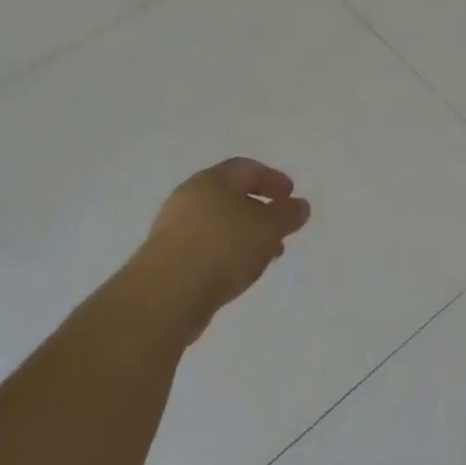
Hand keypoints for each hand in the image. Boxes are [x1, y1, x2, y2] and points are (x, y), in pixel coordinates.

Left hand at [135, 158, 310, 337]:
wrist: (166, 295)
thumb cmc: (222, 247)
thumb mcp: (268, 227)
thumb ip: (287, 214)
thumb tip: (299, 206)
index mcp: (211, 181)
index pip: (246, 169)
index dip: (272, 178)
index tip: (291, 195)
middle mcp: (189, 199)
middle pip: (230, 196)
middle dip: (260, 210)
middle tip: (281, 226)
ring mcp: (174, 231)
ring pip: (219, 225)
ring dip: (245, 235)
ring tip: (266, 255)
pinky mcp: (168, 261)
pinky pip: (206, 248)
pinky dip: (228, 254)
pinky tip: (240, 272)